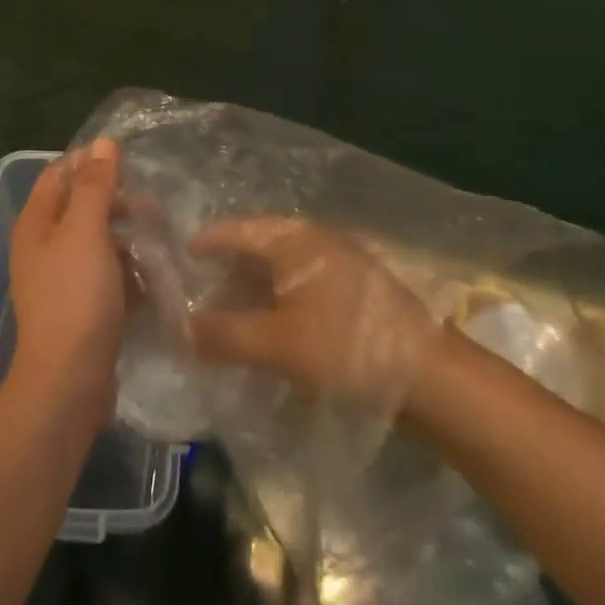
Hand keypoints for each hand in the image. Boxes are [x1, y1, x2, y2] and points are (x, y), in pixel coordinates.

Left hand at [6, 140, 126, 431]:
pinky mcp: (80, 307)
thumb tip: (102, 142)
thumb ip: (94, 185)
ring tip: (160, 237)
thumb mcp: (85, 231)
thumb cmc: (75, 297)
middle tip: (153, 204)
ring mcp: (61, 280)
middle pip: (80, 207)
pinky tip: (152, 275)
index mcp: (36, 224)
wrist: (68, 381)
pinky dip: (126, 270)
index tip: (129, 159)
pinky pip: (105, 275)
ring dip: (126, 236)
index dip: (90, 161)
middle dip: (115, 201)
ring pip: (97, 242)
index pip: (59, 174)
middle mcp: (43, 247)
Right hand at [187, 218, 443, 413]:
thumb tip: (176, 331)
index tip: (178, 258)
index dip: (206, 243)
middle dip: (227, 275)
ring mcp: (339, 262)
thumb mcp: (273, 342)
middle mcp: (315, 240)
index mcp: (293, 239)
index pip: (236, 229)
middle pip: (258, 248)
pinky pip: (302, 287)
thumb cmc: (343, 345)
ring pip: (281, 270)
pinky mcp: (355, 291)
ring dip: (253, 292)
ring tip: (230, 322)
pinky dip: (278, 303)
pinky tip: (271, 331)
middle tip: (198, 301)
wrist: (427, 374)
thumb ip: (221, 334)